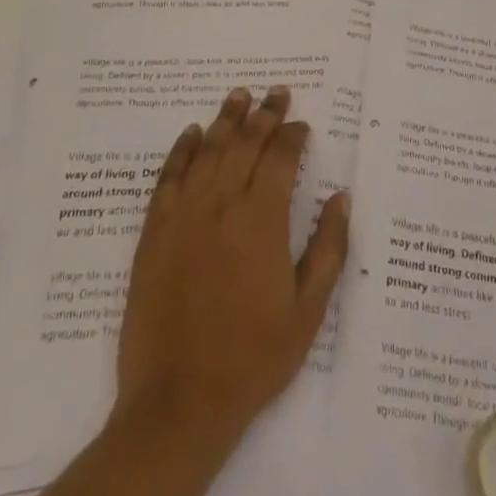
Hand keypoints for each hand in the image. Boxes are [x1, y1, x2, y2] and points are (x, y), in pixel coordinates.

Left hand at [113, 86, 349, 447]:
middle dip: (265, 114)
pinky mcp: (154, 231)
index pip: (281, 158)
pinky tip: (192, 133)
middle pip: (245, 143)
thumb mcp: (308, 311)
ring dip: (226, 119)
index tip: (302, 125)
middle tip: (277, 92)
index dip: (293, 135)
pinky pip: (169, 176)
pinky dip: (182, 150)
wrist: (179, 403)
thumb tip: (341, 197)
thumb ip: (329, 248)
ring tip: (240, 95)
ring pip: (208, 150)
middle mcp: (222, 204)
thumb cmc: (252, 358)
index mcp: (262, 220)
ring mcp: (184, 215)